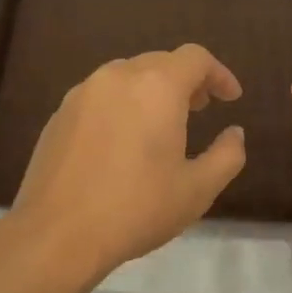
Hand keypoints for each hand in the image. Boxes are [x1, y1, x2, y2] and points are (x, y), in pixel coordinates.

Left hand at [10, 44, 247, 281]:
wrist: (57, 234)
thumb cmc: (136, 209)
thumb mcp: (198, 189)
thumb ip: (227, 155)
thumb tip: (235, 133)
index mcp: (156, 87)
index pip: (195, 58)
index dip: (219, 74)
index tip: (230, 99)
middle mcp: (117, 77)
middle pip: (160, 62)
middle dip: (186, 81)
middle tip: (200, 110)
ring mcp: (82, 93)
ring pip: (127, 76)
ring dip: (152, 91)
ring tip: (162, 125)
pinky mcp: (59, 114)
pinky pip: (100, 96)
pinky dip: (122, 105)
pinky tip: (123, 142)